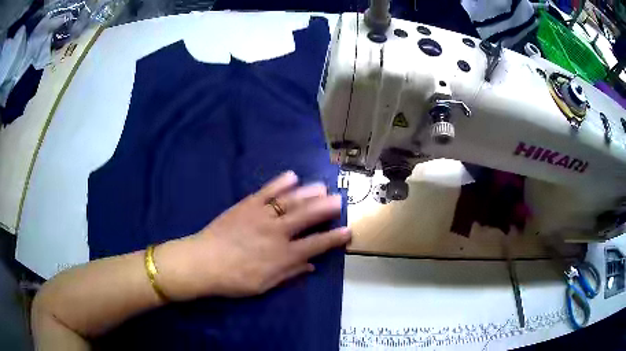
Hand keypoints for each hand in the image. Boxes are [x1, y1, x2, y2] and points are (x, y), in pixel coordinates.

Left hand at [156, 171, 350, 299]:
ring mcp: (262, 216)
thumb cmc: (234, 279)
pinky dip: (280, 182)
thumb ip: (289, 273)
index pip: (316, 245)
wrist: (203, 262)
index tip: (348, 231)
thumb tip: (311, 265)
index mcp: (283, 255)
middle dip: (326, 208)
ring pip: (290, 201)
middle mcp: (277, 232)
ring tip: (322, 187)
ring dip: (308, 193)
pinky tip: (292, 176)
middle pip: (307, 217)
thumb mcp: (265, 285)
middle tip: (339, 199)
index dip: (334, 238)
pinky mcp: (247, 205)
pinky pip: (267, 191)